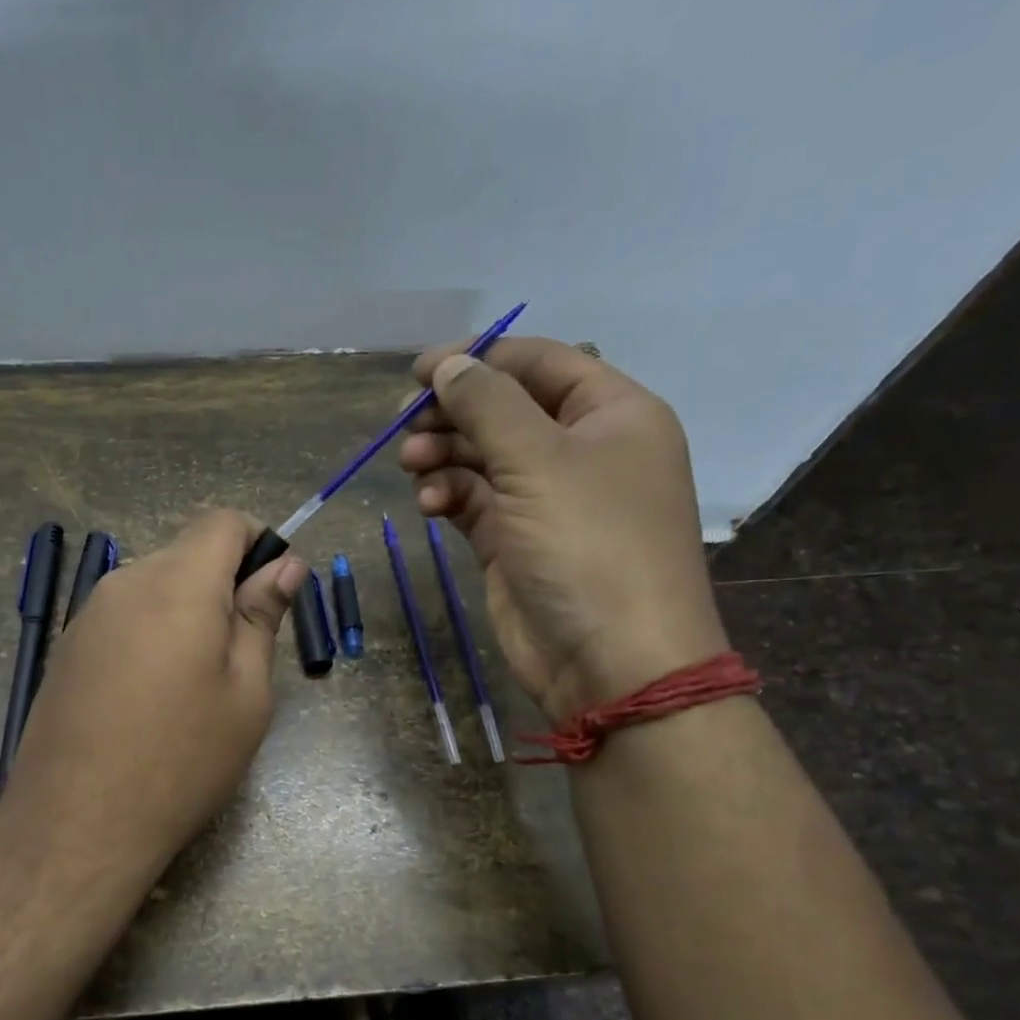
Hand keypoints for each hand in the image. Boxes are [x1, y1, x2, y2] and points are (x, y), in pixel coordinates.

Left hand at [0, 510, 304, 908]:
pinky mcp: (68, 646)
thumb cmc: (182, 759)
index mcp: (178, 584)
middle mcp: (126, 582)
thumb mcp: (246, 693)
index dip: (257, 543)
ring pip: (155, 585)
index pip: (222, 521)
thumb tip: (285, 565)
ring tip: (195, 684)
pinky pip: (125, 615)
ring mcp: (88, 613)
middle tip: (241, 654)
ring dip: (187, 611)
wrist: (76, 824)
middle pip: (187, 553)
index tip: (272, 593)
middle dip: (224, 583)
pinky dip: (153, 632)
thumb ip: (262, 616)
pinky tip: (152, 696)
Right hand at [399, 339, 725, 721]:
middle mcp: (582, 451)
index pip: (540, 363)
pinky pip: (474, 501)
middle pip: (506, 410)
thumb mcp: (539, 460)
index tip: (419, 370)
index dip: (480, 358)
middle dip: (455, 413)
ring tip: (411, 464)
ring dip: (444, 454)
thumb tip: (447, 365)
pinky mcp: (515, 540)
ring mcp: (547, 499)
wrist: (611, 661)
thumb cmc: (589, 545)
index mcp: (612, 415)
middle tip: (407, 424)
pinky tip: (429, 505)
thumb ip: (487, 404)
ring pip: (483, 456)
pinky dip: (448, 496)